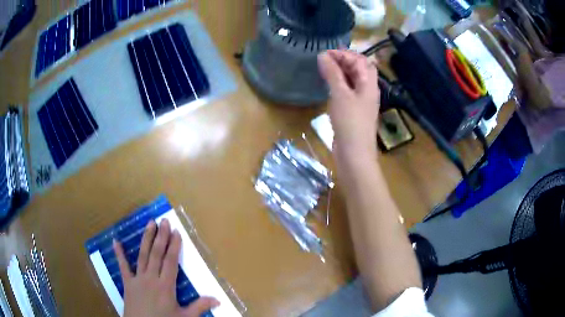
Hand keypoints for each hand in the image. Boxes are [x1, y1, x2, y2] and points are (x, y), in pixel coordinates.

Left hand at [113, 219, 219, 316]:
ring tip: (150, 223)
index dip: (174, 246)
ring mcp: (137, 279)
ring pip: (143, 255)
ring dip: (146, 239)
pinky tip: (115, 241)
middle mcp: (151, 278)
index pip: (171, 262)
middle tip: (164, 221)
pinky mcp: (127, 283)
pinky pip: (123, 266)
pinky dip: (119, 254)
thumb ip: (199, 307)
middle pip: (157, 254)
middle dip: (161, 237)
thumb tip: (218, 300)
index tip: (176, 232)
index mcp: (166, 286)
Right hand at [318, 50, 379, 158]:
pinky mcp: (354, 110)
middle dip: (343, 60)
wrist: (354, 153)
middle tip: (325, 59)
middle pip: (359, 68)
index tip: (325, 53)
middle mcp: (368, 90)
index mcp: (369, 83)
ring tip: (324, 68)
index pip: (360, 60)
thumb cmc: (350, 122)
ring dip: (341, 71)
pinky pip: (348, 90)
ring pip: (353, 79)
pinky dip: (339, 83)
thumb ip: (333, 73)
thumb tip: (323, 55)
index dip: (344, 54)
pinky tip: (328, 84)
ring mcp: (361, 101)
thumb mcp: (340, 94)